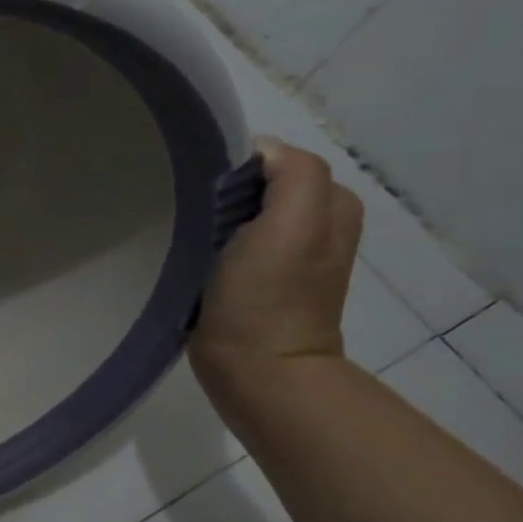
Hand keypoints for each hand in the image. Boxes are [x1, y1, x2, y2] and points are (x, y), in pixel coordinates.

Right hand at [190, 136, 363, 379]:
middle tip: (195, 213)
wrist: (255, 371)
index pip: (276, 158)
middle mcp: (316, 223)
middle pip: (258, 182)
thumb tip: (257, 151)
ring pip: (241, 209)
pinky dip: (211, 238)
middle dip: (224, 189)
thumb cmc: (269, 297)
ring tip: (191, 232)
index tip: (206, 191)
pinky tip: (195, 253)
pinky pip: (230, 238)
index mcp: (331, 204)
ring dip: (214, 214)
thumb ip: (293, 173)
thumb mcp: (294, 224)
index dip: (238, 167)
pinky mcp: (255, 277)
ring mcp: (284, 253)